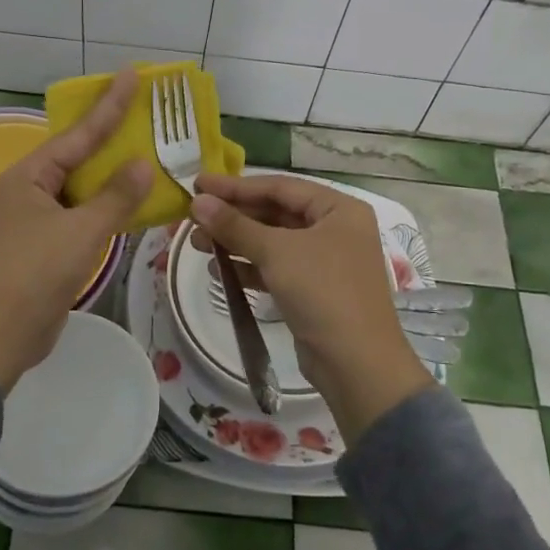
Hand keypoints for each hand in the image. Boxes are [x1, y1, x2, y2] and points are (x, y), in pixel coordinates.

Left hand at [0, 70, 152, 392]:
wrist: (1, 335)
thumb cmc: (35, 274)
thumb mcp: (81, 231)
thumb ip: (115, 197)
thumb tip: (142, 163)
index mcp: (31, 175)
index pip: (79, 134)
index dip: (109, 105)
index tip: (132, 75)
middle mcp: (32, 188)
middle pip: (79, 154)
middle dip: (113, 134)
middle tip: (146, 110)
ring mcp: (39, 216)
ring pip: (83, 185)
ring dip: (114, 173)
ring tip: (149, 150)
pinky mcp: (49, 242)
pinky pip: (84, 211)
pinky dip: (108, 204)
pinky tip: (134, 199)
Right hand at [191, 173, 432, 439]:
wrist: (357, 364)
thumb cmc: (322, 292)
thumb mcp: (276, 252)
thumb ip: (235, 225)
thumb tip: (197, 202)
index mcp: (339, 208)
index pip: (280, 187)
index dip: (236, 186)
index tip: (198, 184)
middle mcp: (336, 229)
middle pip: (276, 213)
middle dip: (234, 217)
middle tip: (193, 218)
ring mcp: (327, 261)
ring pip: (274, 242)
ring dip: (236, 241)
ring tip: (197, 244)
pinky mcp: (315, 290)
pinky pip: (277, 267)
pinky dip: (250, 266)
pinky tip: (219, 270)